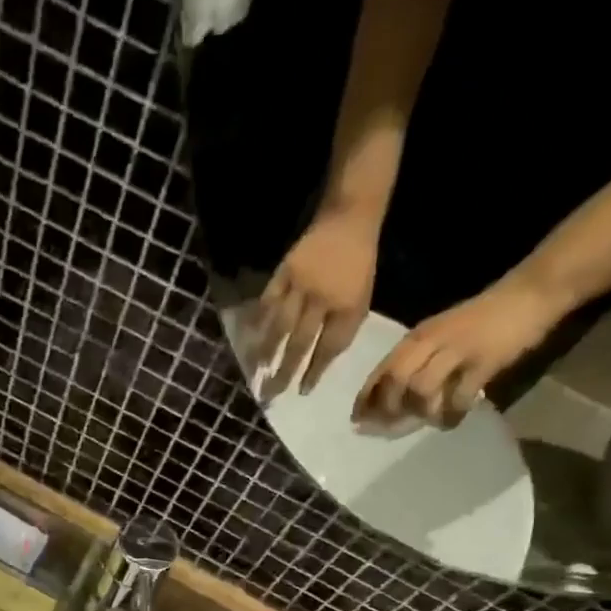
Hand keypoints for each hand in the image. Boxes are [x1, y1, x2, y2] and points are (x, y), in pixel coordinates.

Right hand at [249, 200, 383, 398]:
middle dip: (285, 371)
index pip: (328, 347)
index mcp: (346, 306)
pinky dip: (258, 320)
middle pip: (300, 342)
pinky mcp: (285, 271)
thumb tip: (320, 361)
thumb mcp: (361, 298)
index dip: (315, 371)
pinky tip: (248, 336)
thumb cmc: (358, 263)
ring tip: (256, 372)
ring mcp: (301, 284)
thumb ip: (343, 329)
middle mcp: (322, 298)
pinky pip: (268, 300)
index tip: (302, 392)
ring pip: (281, 325)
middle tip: (271, 394)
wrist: (350, 216)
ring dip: (267, 351)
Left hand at [353, 269, 570, 427]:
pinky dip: (451, 414)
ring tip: (428, 419)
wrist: (530, 293)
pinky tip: (452, 420)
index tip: (357, 420)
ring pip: (421, 389)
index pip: (381, 370)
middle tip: (390, 427)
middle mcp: (431, 342)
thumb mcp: (439, 334)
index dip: (365, 398)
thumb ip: (417, 360)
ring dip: (419, 411)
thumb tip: (391, 398)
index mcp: (417, 337)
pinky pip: (459, 396)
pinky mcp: (484, 362)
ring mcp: (458, 351)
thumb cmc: (480, 319)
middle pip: (395, 382)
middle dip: (386, 409)